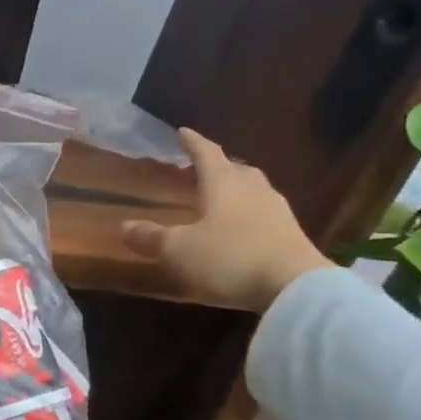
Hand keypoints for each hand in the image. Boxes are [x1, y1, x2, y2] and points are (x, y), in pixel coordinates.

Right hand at [120, 128, 332, 312]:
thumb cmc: (230, 257)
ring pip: (254, 190)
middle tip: (201, 169)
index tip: (183, 131)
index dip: (192, 142)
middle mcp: (252, 189)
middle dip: (218, 166)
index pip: (206, 153)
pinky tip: (244, 227)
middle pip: (234, 169)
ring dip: (238, 189)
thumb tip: (124, 227)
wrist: (296, 288)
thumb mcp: (179, 250)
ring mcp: (277, 210)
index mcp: (223, 183)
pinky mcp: (292, 234)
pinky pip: (266, 213)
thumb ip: (152, 237)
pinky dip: (251, 214)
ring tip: (222, 197)